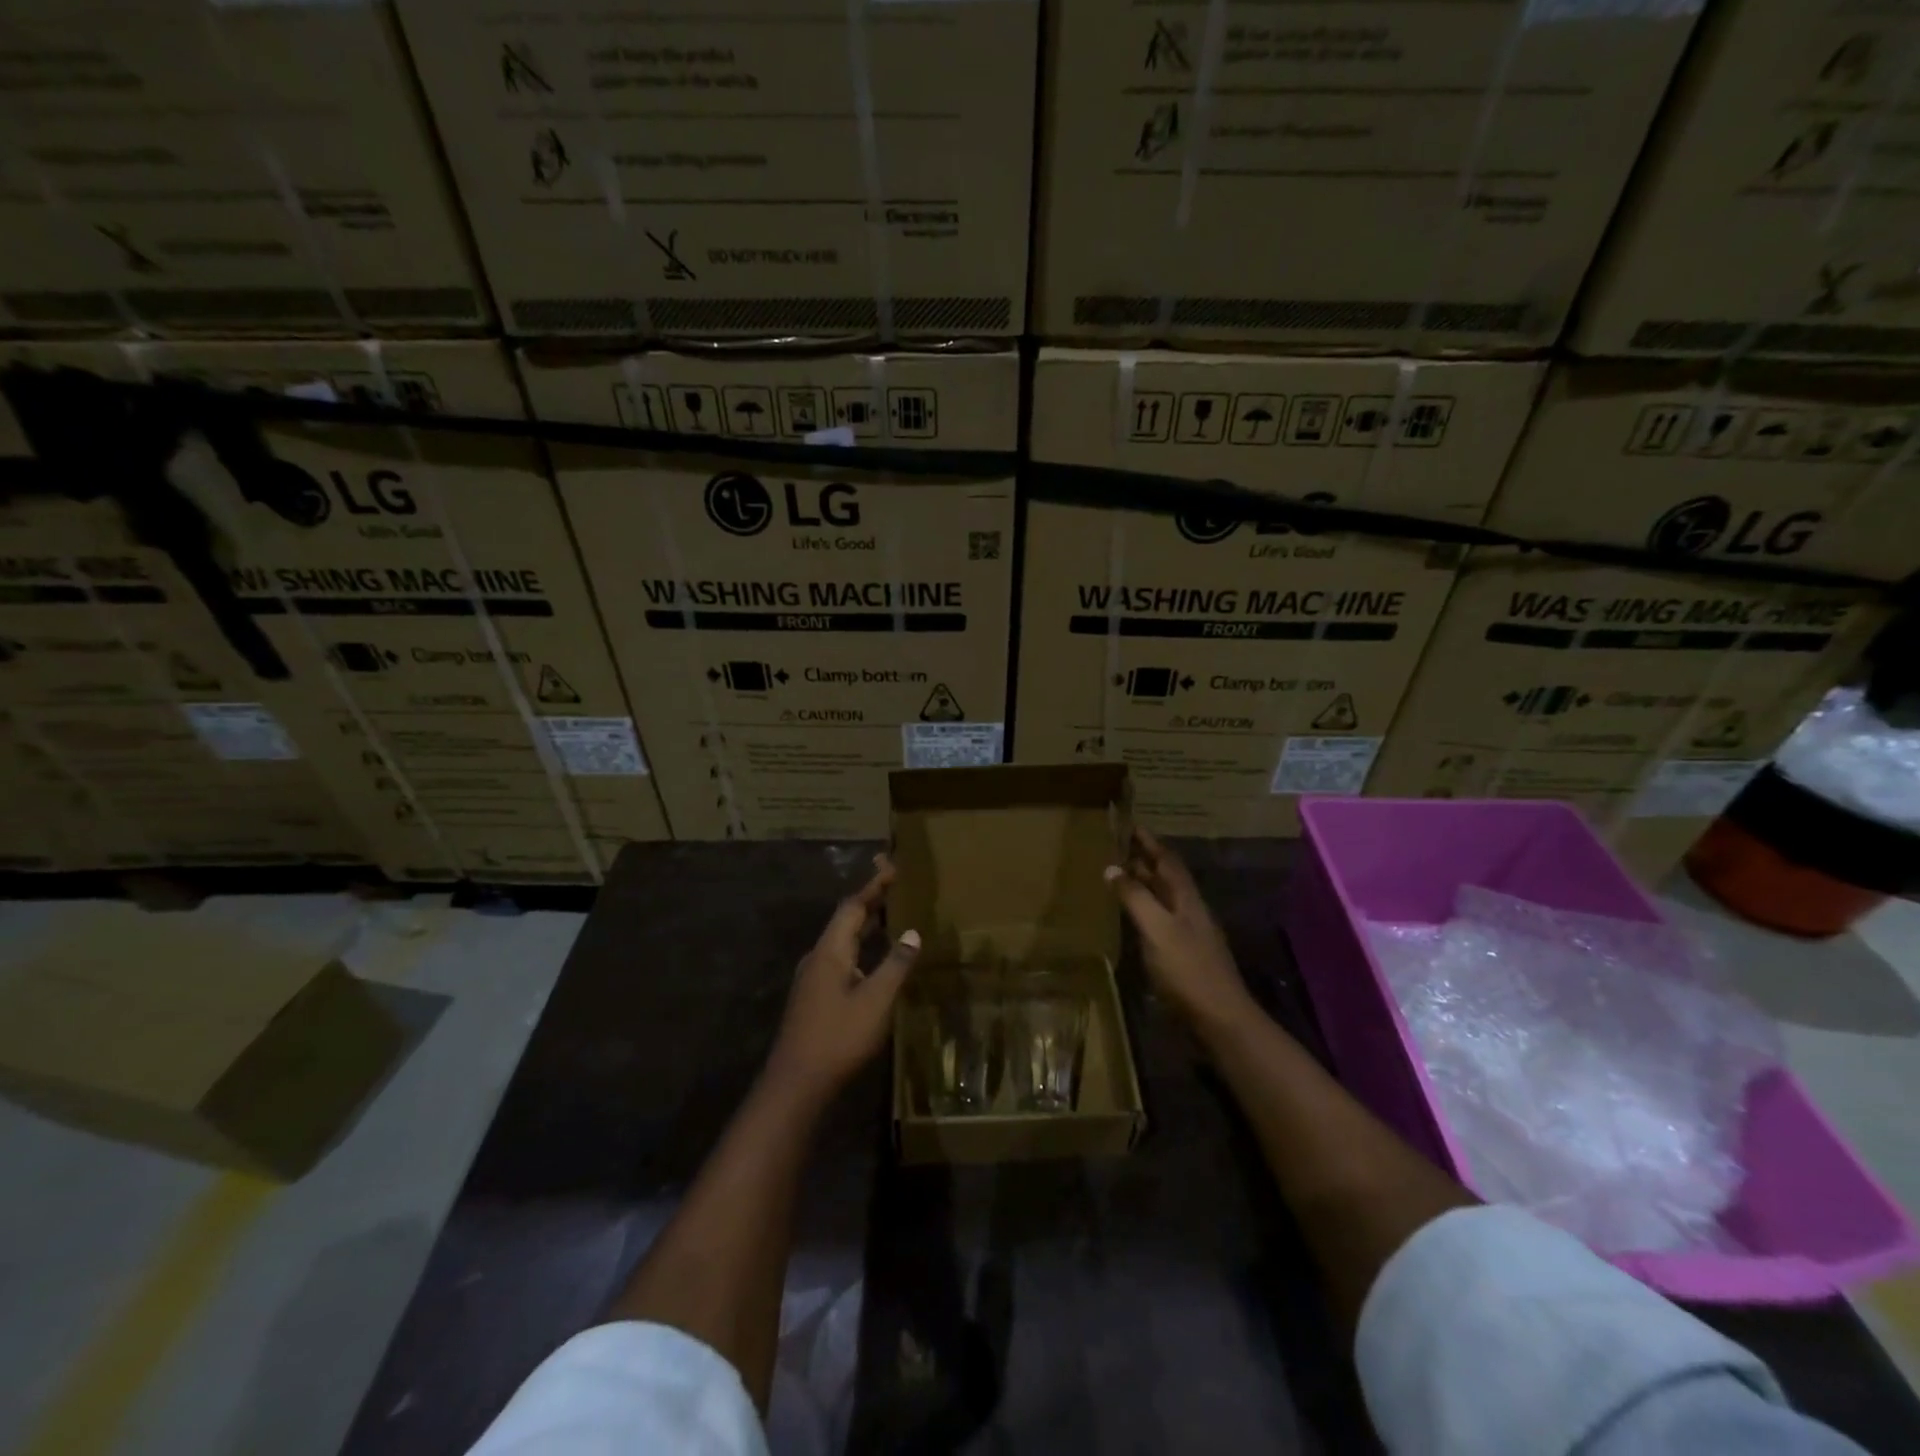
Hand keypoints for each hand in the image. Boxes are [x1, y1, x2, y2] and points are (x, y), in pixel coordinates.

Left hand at [765, 857, 919, 1100]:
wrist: (796, 1083)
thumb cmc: (838, 1037)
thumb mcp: (876, 1001)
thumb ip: (895, 965)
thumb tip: (912, 932)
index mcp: (830, 952)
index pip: (852, 907)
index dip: (873, 888)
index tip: (892, 869)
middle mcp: (817, 958)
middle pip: (844, 921)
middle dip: (869, 903)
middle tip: (893, 887)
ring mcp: (812, 978)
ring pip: (841, 941)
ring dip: (863, 926)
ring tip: (888, 917)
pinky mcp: (813, 997)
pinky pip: (839, 958)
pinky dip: (859, 947)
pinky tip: (872, 959)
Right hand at [1106, 829, 1251, 1029]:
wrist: (1221, 1018)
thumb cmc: (1188, 969)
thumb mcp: (1157, 929)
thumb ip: (1135, 898)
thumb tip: (1112, 867)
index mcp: (1186, 898)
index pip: (1166, 859)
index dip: (1149, 841)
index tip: (1130, 824)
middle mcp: (1190, 909)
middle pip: (1166, 877)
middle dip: (1143, 859)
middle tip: (1117, 847)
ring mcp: (1189, 933)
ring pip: (1163, 898)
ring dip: (1143, 884)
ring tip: (1119, 875)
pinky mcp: (1184, 954)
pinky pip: (1161, 919)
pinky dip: (1144, 909)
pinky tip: (1132, 918)